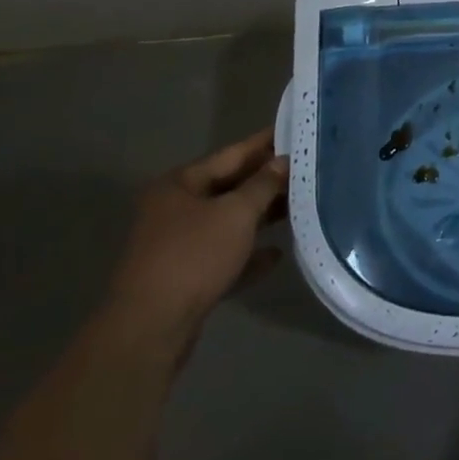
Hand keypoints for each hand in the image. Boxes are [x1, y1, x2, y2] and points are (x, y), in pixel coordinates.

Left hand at [104, 128, 287, 355]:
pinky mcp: (185, 277)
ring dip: (261, 217)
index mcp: (180, 185)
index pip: (232, 154)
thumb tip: (282, 161)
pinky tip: (276, 254)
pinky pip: (224, 256)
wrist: (151, 328)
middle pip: (230, 188)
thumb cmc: (193, 256)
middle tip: (308, 170)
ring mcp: (178, 245)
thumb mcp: (236, 213)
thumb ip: (263, 185)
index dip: (265, 143)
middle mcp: (175, 209)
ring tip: (301, 207)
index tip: (296, 131)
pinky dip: (248, 253)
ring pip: (228, 222)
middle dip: (267, 182)